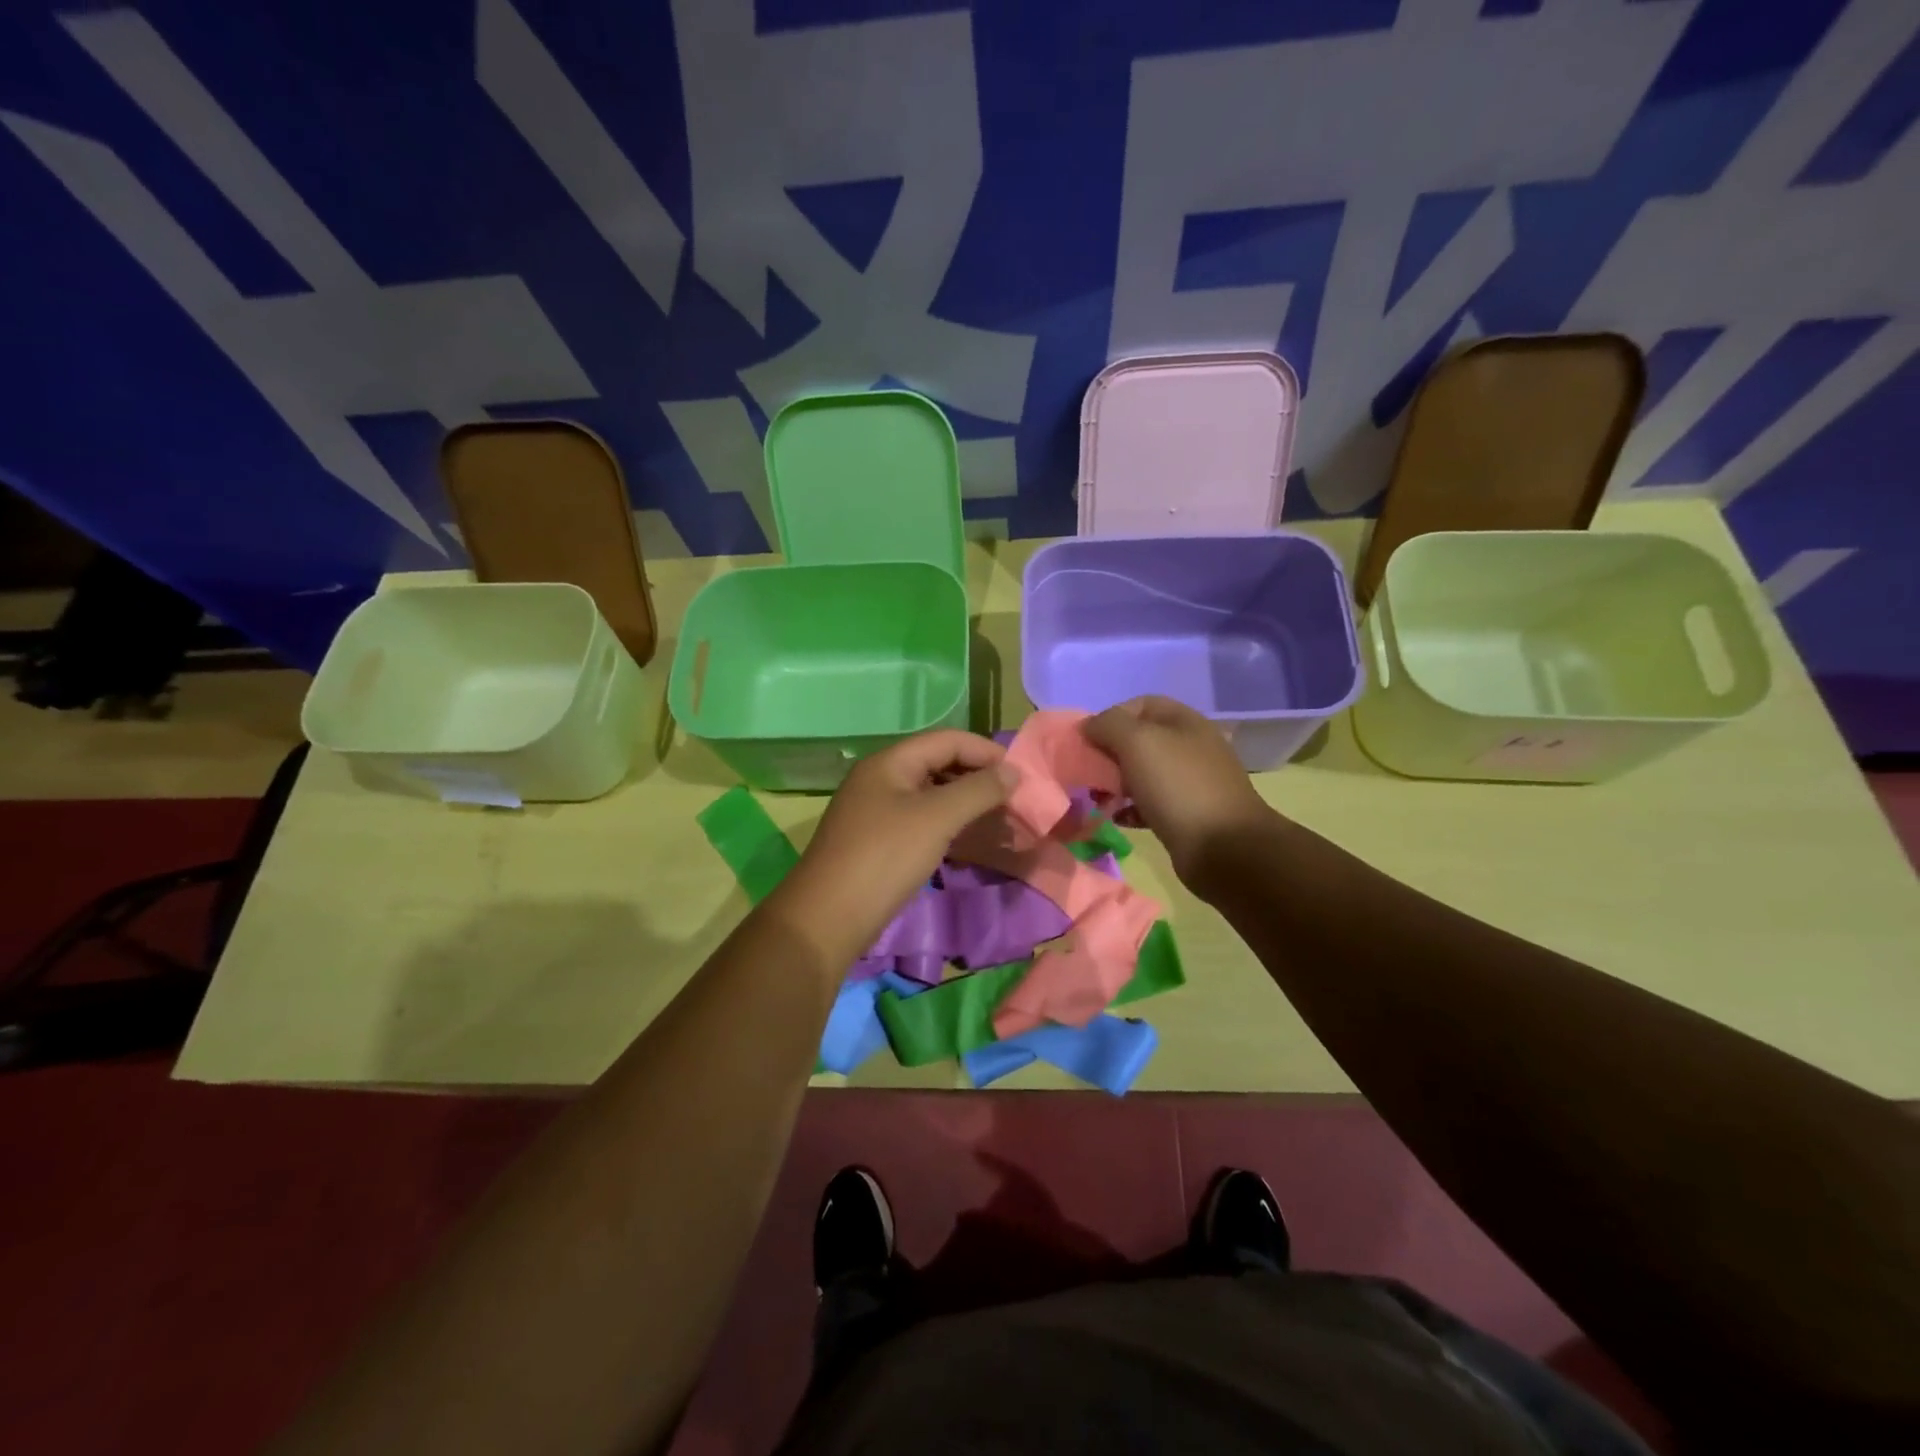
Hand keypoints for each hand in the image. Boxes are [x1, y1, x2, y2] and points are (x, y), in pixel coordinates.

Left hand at [774, 730, 1014, 963]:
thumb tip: (1013, 772)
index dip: (985, 751)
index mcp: (890, 762)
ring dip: (965, 803)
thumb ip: (978, 790)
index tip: (1021, 775)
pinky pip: (920, 821)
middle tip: (1013, 799)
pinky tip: (968, 840)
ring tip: (998, 820)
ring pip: (930, 795)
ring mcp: (876, 811)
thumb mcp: (936, 818)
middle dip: (977, 777)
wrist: (828, 917)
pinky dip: (948, 825)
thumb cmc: (884, 857)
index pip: (947, 740)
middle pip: (938, 764)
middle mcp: (880, 779)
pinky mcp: (877, 842)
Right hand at [1081, 696, 1273, 884]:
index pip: (1141, 704)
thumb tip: (1090, 726)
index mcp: (1184, 722)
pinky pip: (1150, 804)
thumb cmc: (1178, 786)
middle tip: (1088, 772)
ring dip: (1116, 783)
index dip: (1111, 716)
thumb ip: (1109, 725)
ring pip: (1143, 773)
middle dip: (1109, 753)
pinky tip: (1117, 818)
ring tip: (1097, 798)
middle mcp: (1190, 747)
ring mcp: (1191, 783)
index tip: (1088, 740)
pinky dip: (1130, 808)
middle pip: (1140, 740)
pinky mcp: (1187, 815)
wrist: (1224, 848)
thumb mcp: (1138, 742)